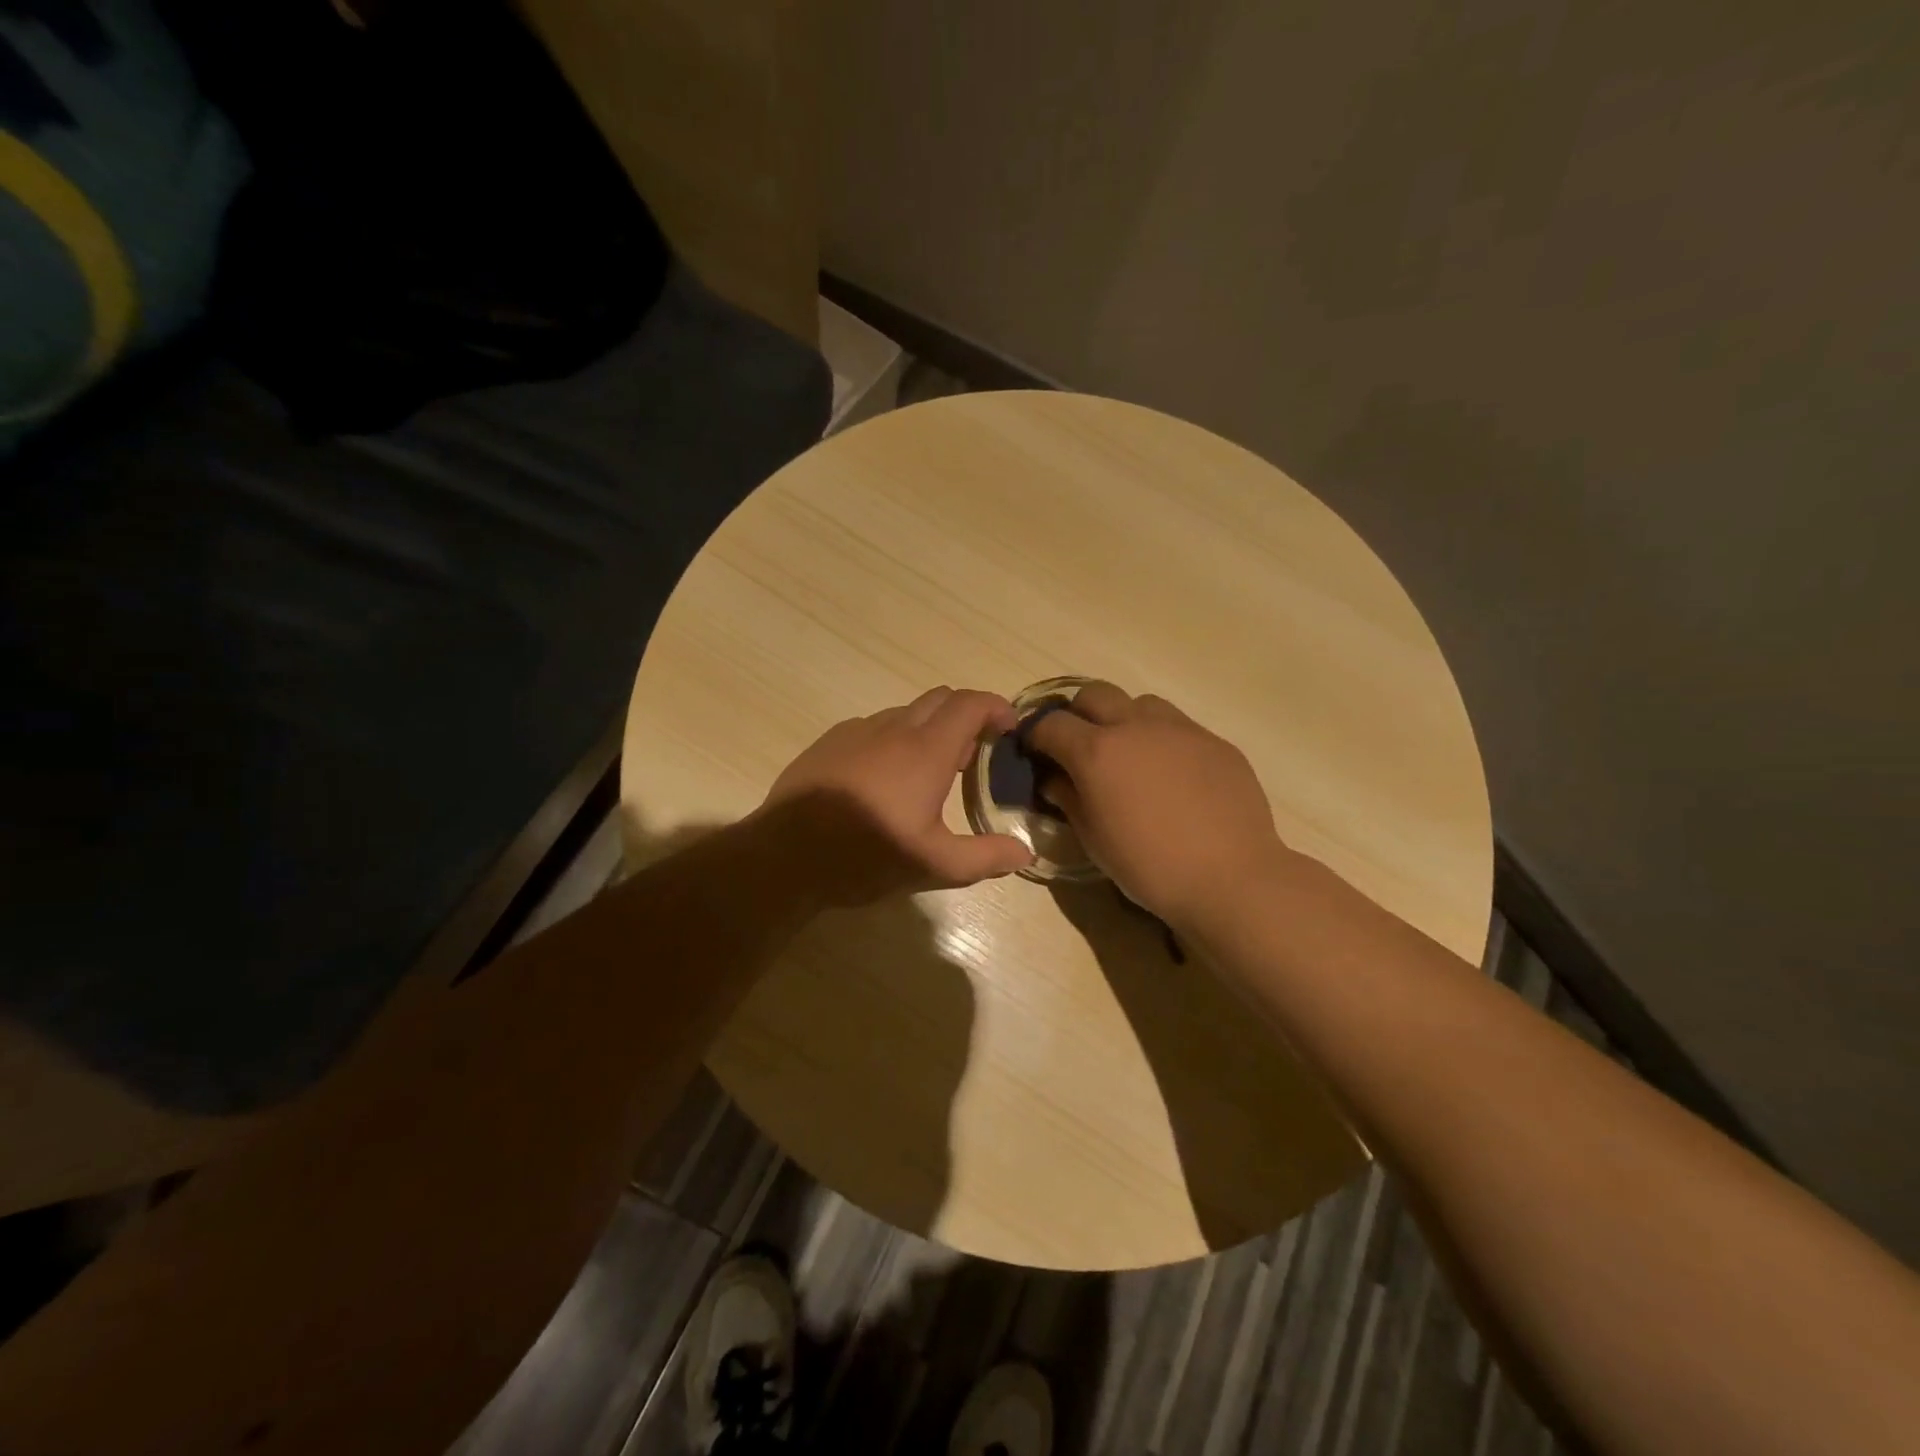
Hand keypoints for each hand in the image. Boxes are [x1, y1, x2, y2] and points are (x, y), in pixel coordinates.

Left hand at [760, 687, 1035, 906]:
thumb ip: (985, 856)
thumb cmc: (866, 855)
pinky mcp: (828, 742)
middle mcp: (893, 728)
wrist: (785, 856)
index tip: (1009, 727)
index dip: (996, 707)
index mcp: (925, 750)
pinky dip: (893, 739)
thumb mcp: (934, 865)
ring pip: (904, 713)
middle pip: (939, 699)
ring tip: (928, 771)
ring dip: (927, 729)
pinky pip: (872, 727)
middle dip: (965, 716)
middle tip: (972, 755)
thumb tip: (1026, 853)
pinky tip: (884, 778)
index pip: (970, 704)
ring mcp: (856, 731)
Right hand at [1027, 682, 1286, 929]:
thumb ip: (1068, 798)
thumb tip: (1054, 778)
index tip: (1036, 753)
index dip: (1037, 736)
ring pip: (1140, 704)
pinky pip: (1179, 727)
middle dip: (1078, 715)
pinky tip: (1172, 777)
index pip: (1052, 724)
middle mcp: (1135, 727)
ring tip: (1131, 757)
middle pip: (1094, 694)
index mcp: (1097, 751)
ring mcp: (1181, 729)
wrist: (1230, 878)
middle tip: (1080, 748)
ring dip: (1124, 721)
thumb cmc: (1149, 866)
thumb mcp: (1093, 839)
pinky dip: (1162, 741)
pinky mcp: (1215, 742)